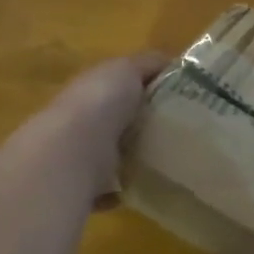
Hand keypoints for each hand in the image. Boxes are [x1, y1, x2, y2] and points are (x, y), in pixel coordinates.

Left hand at [37, 51, 167, 196]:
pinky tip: (142, 189)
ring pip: (111, 153)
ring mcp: (80, 153)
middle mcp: (82, 119)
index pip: (120, 84)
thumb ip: (148, 64)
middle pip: (117, 119)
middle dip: (142, 124)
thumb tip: (172, 63)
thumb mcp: (128, 69)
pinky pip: (106, 188)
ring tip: (167, 161)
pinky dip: (121, 190)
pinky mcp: (83, 185)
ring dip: (132, 157)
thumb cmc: (100, 103)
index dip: (147, 87)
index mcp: (92, 88)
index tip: (182, 96)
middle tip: (181, 130)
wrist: (71, 152)